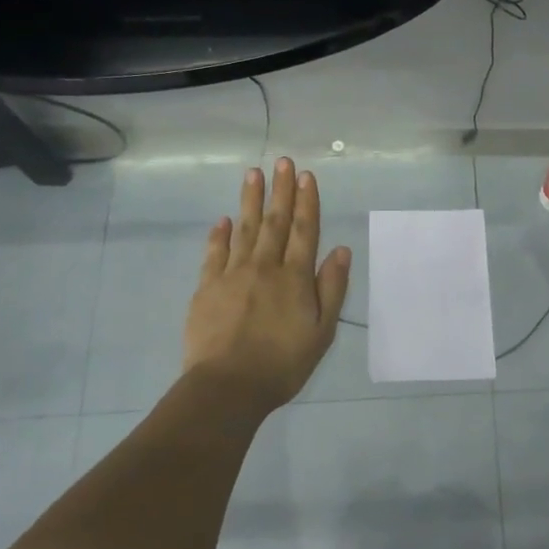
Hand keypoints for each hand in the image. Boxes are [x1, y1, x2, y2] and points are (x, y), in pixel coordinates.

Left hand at [182, 158, 351, 415]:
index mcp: (295, 277)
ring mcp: (232, 274)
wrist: (227, 387)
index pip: (305, 231)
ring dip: (250, 200)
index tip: (306, 176)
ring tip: (253, 173)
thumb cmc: (282, 364)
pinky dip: (219, 235)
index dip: (307, 201)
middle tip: (282, 161)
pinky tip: (222, 219)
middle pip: (275, 222)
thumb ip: (332, 288)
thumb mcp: (322, 332)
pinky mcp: (207, 288)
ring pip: (244, 228)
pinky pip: (214, 253)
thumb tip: (341, 250)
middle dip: (281, 190)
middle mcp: (265, 267)